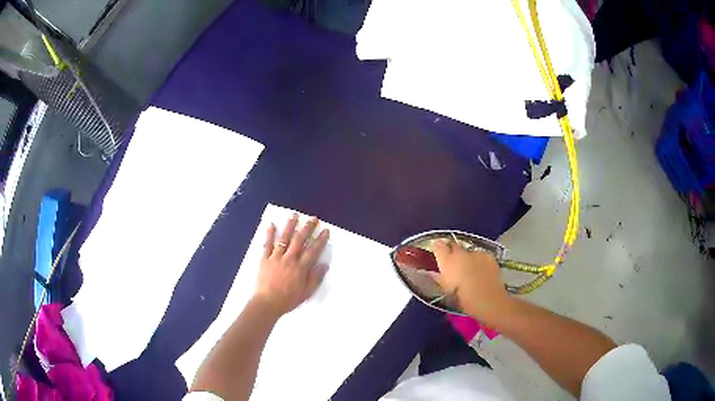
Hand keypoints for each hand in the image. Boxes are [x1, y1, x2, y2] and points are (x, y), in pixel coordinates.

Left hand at [255, 214, 329, 316]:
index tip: (325, 230)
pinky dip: (269, 234)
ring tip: (294, 215)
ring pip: (284, 239)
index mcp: (300, 268)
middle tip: (313, 218)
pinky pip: (267, 245)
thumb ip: (315, 278)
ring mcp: (276, 258)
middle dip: (307, 228)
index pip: (313, 251)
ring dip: (290, 226)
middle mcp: (289, 259)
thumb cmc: (288, 299)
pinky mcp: (264, 259)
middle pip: (299, 241)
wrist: (267, 303)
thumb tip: (324, 265)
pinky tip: (271, 225)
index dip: (320, 240)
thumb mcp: (306, 292)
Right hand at [432, 239, 510, 322]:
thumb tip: (431, 272)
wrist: (487, 299)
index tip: (436, 250)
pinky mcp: (488, 256)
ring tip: (469, 268)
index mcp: (447, 261)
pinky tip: (481, 269)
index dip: (436, 247)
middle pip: (453, 245)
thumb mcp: (445, 289)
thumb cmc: (462, 298)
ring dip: (467, 256)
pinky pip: (481, 255)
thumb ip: (437, 277)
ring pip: (468, 251)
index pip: (438, 246)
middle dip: (451, 250)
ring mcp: (476, 253)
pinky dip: (479, 260)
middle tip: (452, 261)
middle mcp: (460, 253)